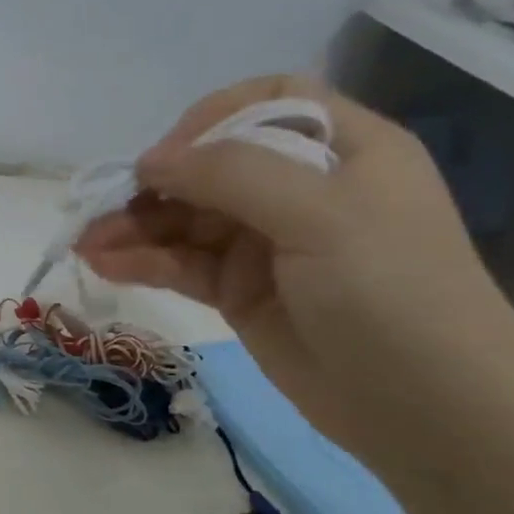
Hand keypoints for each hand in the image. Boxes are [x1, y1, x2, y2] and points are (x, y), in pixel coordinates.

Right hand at [74, 75, 513, 448]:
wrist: (428, 410)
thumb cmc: (391, 293)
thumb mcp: (321, 215)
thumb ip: (230, 175)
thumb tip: (150, 161)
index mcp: (343, 151)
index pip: (267, 104)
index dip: (209, 120)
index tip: (168, 157)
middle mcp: (302, 189)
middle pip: (211, 166)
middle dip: (154, 184)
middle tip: (101, 208)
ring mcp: (267, 244)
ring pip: (186, 219)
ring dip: (134, 227)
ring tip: (86, 244)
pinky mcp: (241, 292)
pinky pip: (182, 264)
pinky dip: (143, 262)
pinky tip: (104, 265)